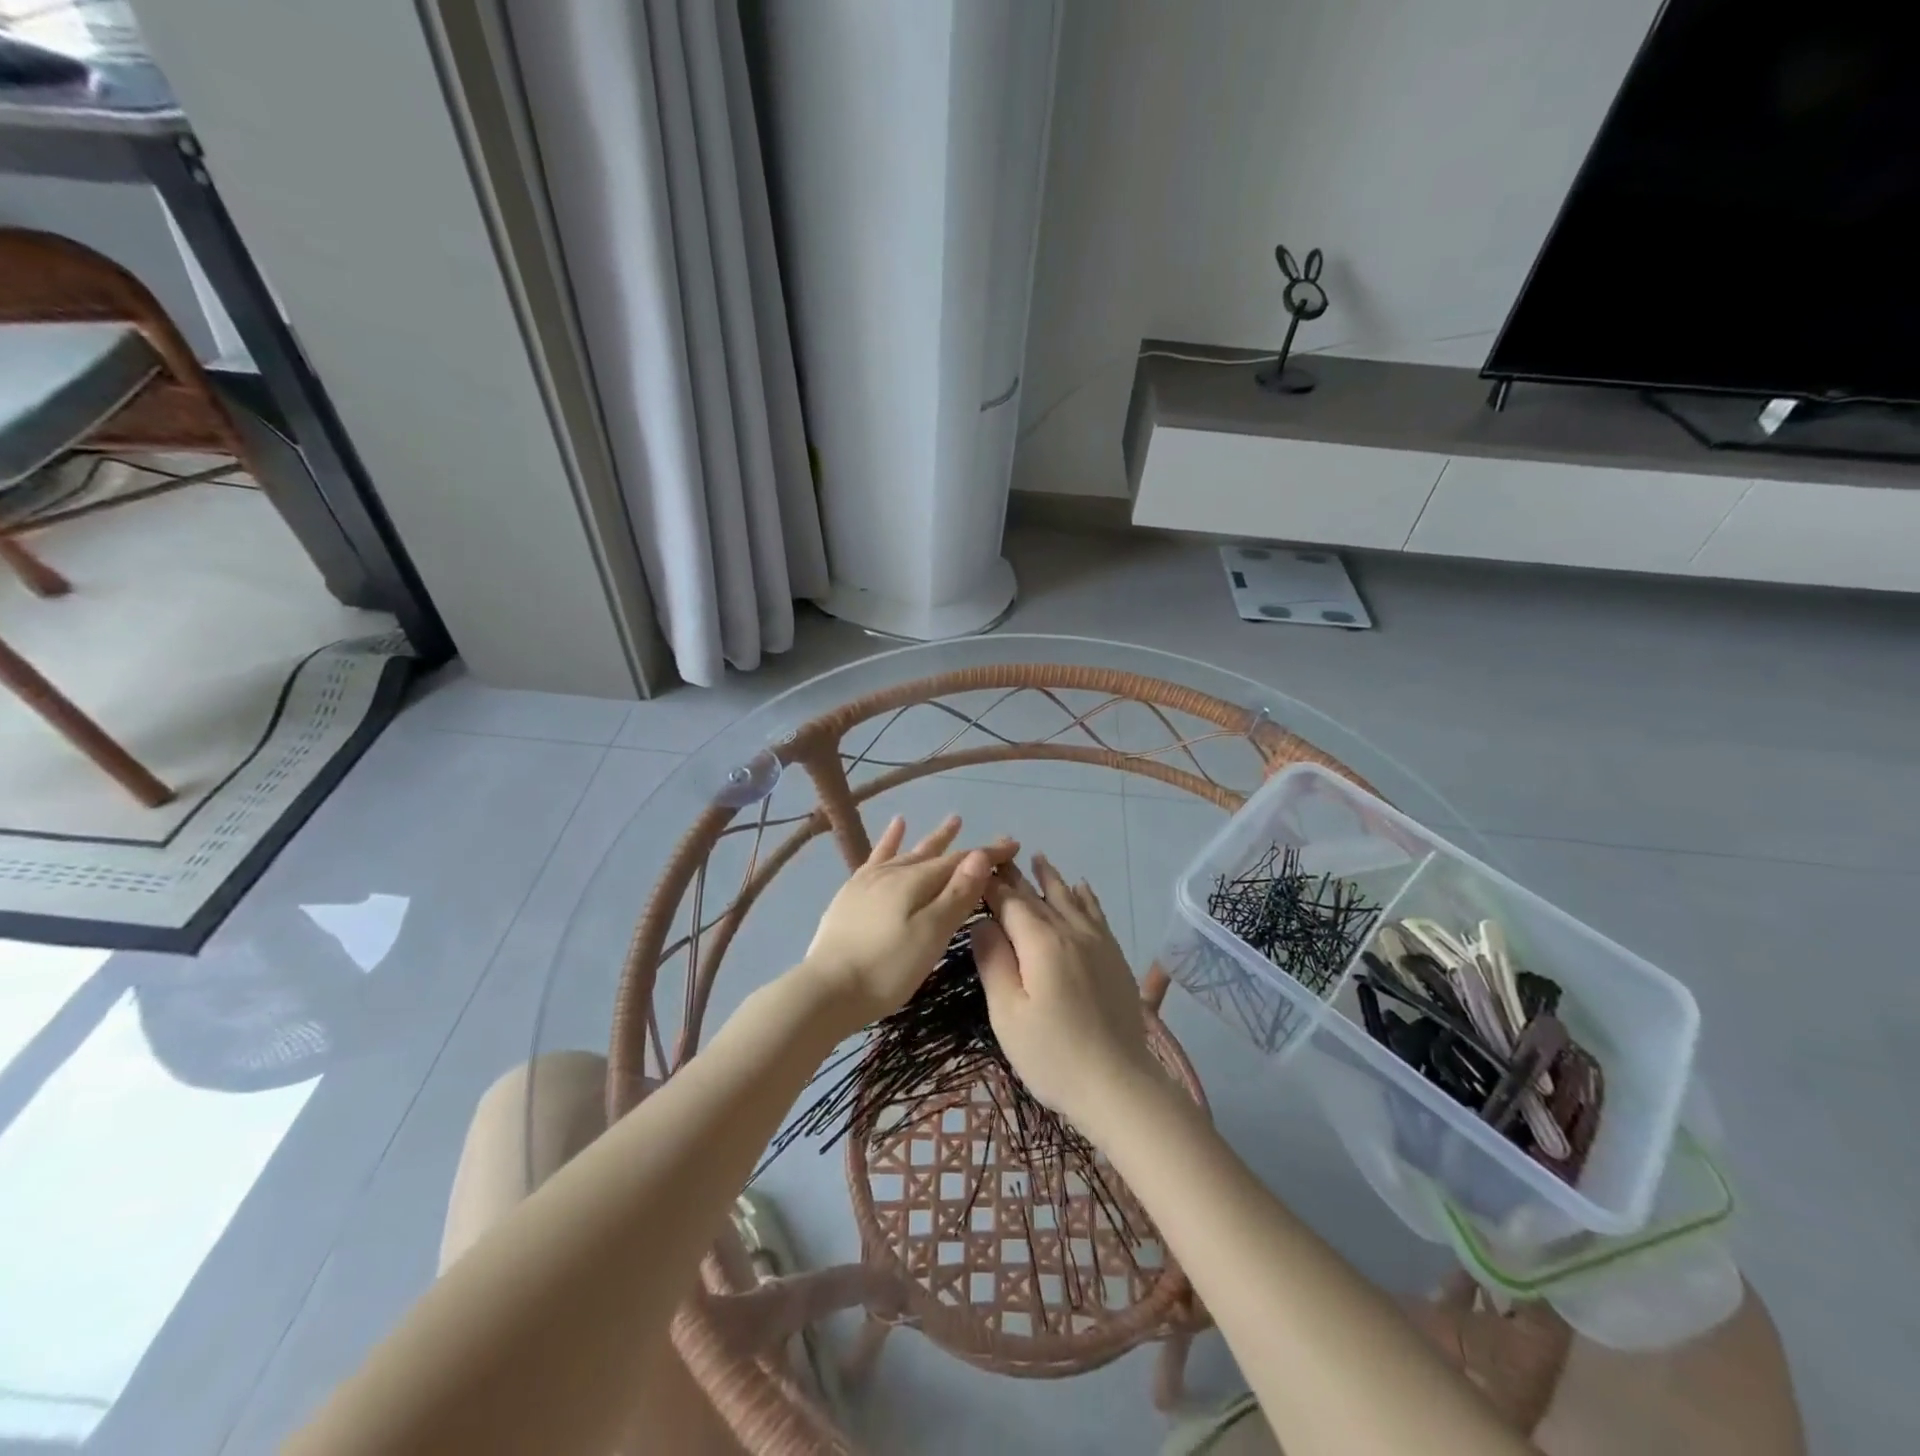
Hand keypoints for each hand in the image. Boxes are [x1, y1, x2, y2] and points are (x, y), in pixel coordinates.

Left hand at [800, 814, 1015, 1030]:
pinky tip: (896, 826)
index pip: (961, 862)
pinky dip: (889, 841)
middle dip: (966, 847)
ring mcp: (870, 880)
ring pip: (910, 852)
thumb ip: (956, 895)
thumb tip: (979, 856)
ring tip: (952, 821)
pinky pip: (876, 857)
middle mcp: (895, 872)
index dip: (988, 854)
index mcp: (917, 882)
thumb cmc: (887, 969)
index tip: (1013, 845)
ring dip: (933, 839)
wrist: (826, 990)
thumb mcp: (930, 935)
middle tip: (991, 840)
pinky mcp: (852, 893)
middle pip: (937, 855)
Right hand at [970, 853, 1163, 1134]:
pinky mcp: (1115, 957)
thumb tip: (984, 922)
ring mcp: (1098, 943)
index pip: (1010, 902)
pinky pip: (1097, 914)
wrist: (1119, 1085)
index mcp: (1040, 942)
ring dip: (1052, 879)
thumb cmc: (1052, 1055)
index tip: (975, 868)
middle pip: (1039, 896)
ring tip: (1039, 859)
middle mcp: (1071, 931)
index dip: (992, 885)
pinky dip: (1086, 897)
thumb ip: (993, 962)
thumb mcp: (1007, 1014)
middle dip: (1017, 877)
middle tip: (1000, 855)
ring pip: (1070, 899)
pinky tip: (1082, 889)